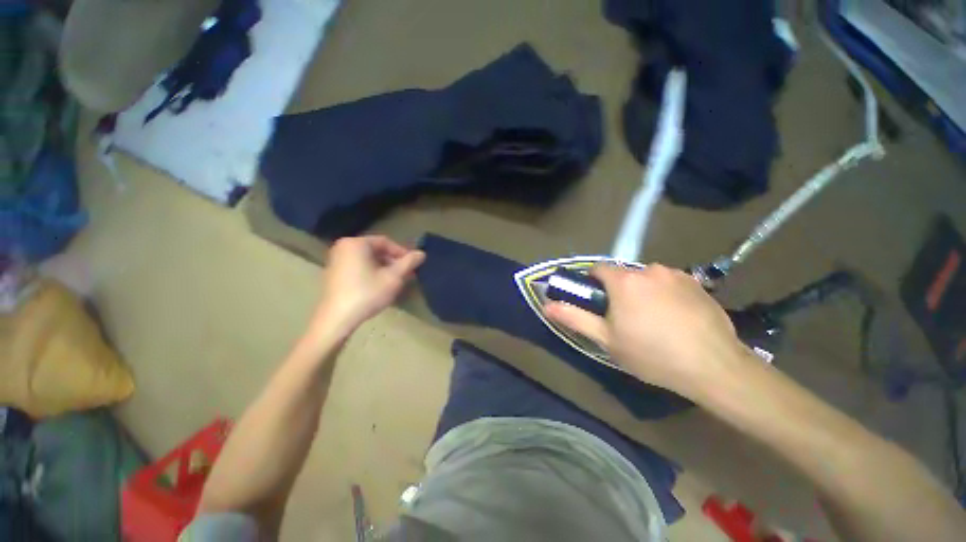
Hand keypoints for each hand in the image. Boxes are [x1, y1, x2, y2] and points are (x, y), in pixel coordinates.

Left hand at [312, 235, 424, 335]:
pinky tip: (379, 286)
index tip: (413, 265)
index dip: (402, 253)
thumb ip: (409, 263)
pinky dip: (371, 272)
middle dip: (393, 261)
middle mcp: (343, 247)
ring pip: (367, 259)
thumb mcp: (393, 278)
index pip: (385, 242)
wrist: (337, 319)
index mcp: (356, 244)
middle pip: (375, 250)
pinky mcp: (333, 274)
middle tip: (406, 274)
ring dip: (384, 268)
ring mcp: (335, 260)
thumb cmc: (367, 294)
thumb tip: (422, 253)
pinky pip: (357, 267)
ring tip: (395, 281)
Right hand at [543, 264, 751, 399]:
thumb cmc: (651, 353)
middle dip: (619, 290)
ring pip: (648, 278)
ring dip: (643, 291)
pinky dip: (665, 293)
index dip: (593, 283)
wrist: (714, 367)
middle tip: (626, 317)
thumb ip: (575, 318)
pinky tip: (675, 318)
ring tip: (653, 319)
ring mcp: (676, 274)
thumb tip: (547, 305)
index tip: (598, 302)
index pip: (598, 268)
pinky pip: (670, 282)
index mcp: (624, 280)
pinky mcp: (697, 283)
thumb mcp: (606, 339)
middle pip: (624, 274)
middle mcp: (649, 269)